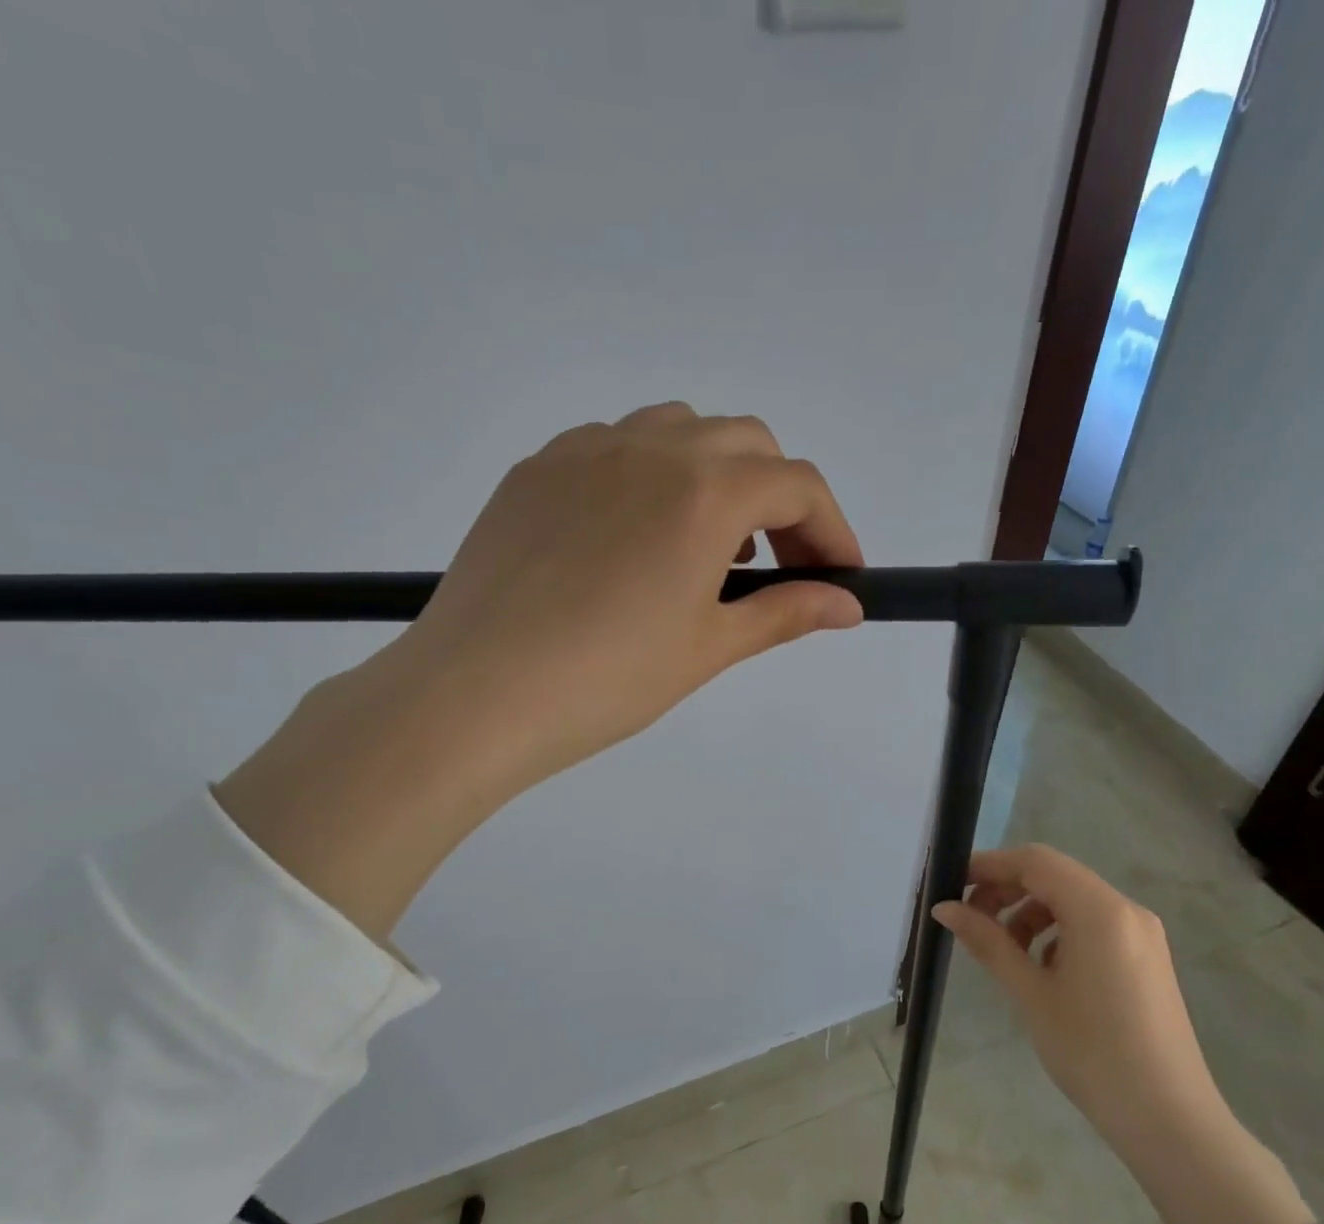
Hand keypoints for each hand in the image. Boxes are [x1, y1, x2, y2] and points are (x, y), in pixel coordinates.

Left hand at [216, 403, 864, 940]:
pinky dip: (649, 475)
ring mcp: (584, 450)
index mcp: (704, 492)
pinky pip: (613, 446)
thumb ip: (785, 613)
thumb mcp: (708, 648)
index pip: (798, 487)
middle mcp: (650, 448)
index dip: (831, 530)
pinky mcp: (535, 468)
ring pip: (678, 429)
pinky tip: (632, 537)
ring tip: (704, 547)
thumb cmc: (606, 679)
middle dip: (777, 498)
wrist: (476, 693)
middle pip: (746, 443)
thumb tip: (847, 606)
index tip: (839, 577)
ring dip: (714, 475)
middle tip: (774, 566)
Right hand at [934, 845, 1315, 1223]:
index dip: (989, 865)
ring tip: (1001, 948)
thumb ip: (987, 941)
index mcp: (1100, 911)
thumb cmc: (1092, 1052)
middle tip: (968, 917)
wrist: (1168, 1120)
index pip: (1035, 862)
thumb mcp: (1030, 993)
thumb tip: (945, 908)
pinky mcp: (1146, 957)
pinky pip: (1093, 924)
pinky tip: (1040, 967)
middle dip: (1007, 889)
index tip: (951, 884)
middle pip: (1054, 876)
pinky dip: (1057, 930)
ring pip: (1073, 900)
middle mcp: (1125, 910)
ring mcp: (1141, 933)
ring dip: (1030, 911)